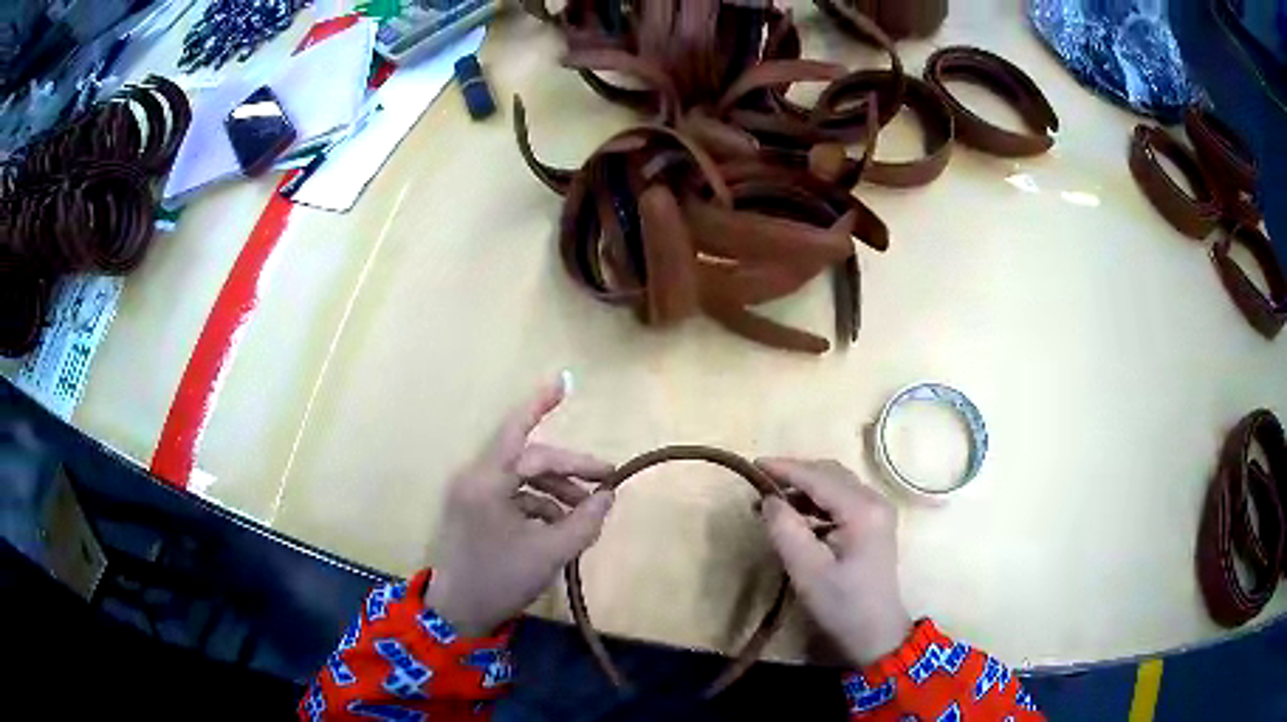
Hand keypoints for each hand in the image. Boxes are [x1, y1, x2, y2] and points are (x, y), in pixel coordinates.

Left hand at [425, 378, 615, 636]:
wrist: (457, 613)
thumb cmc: (500, 580)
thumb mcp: (550, 553)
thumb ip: (583, 522)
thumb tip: (607, 496)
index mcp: (487, 482)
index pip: (516, 431)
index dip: (540, 404)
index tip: (564, 381)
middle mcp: (476, 479)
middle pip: (529, 460)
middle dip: (569, 470)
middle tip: (607, 482)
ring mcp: (473, 495)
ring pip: (523, 478)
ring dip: (557, 490)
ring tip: (587, 512)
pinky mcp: (475, 511)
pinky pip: (513, 496)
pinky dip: (540, 505)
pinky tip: (562, 525)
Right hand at [758, 459, 911, 665]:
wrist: (876, 633)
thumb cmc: (842, 605)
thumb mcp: (807, 571)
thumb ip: (785, 530)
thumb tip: (768, 498)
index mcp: (862, 510)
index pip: (819, 477)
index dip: (785, 469)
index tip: (752, 466)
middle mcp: (874, 500)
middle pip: (830, 474)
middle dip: (794, 476)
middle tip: (759, 485)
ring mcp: (877, 511)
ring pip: (835, 484)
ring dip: (803, 489)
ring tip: (771, 503)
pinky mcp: (873, 523)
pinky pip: (841, 499)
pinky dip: (815, 502)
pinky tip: (795, 516)